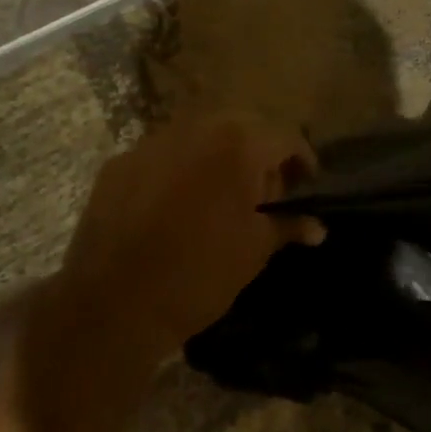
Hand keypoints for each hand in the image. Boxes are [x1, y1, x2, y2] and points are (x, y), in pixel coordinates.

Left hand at [59, 113, 322, 358]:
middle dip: (259, 155)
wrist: (112, 304)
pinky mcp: (120, 162)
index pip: (285, 136)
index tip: (306, 185)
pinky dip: (178, 171)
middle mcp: (196, 128)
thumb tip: (317, 227)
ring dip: (217, 158)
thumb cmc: (199, 274)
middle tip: (264, 193)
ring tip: (219, 198)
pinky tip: (174, 206)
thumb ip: (287, 225)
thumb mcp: (254, 251)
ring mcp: (152, 141)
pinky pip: (162, 156)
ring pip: (199, 137)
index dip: (302, 160)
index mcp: (238, 143)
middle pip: (243, 128)